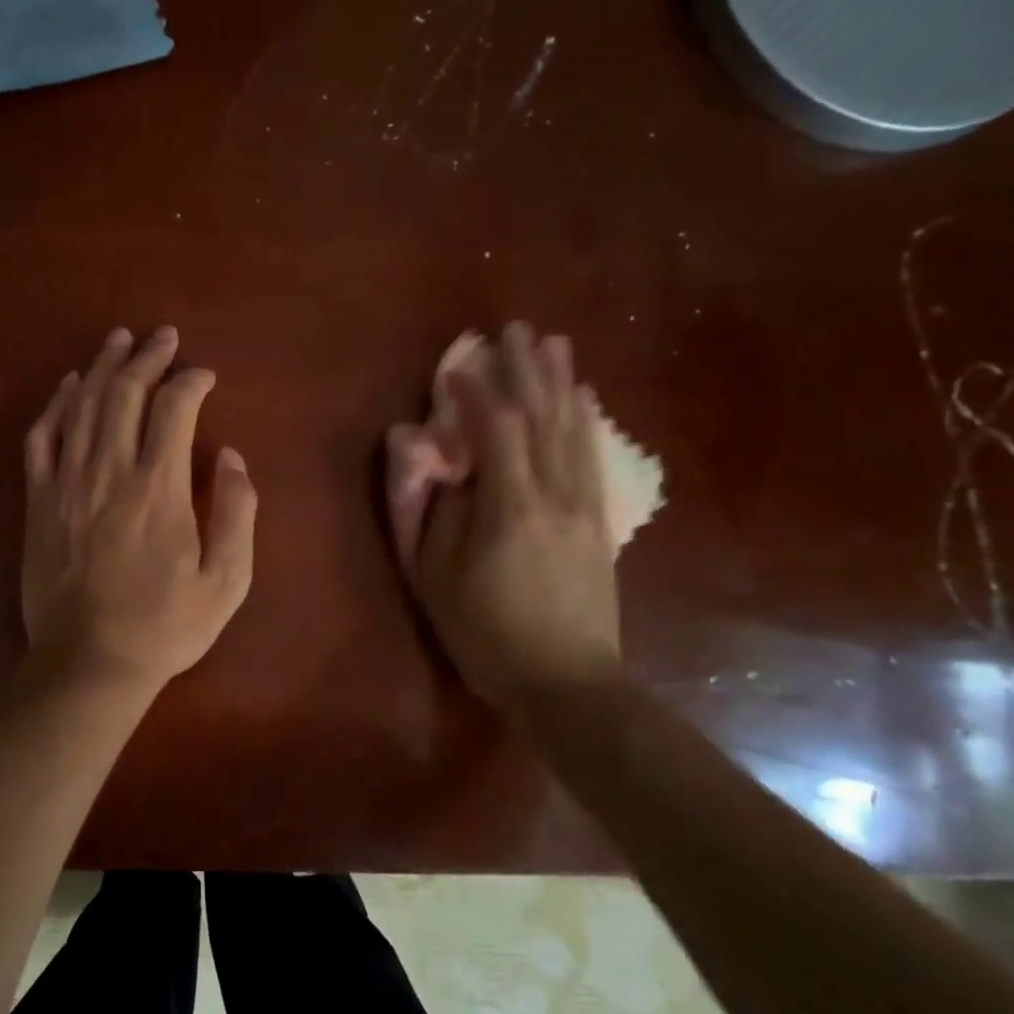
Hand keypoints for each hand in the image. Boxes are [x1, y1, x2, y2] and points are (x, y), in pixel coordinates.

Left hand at [22, 327, 256, 690]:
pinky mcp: (39, 501)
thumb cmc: (164, 627)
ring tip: (119, 340)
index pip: (174, 408)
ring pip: (83, 405)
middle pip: (124, 393)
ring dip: (103, 366)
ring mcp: (67, 483)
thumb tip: (231, 457)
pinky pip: (42, 437)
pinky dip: (56, 404)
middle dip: (146, 357)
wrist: (89, 662)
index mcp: (159, 489)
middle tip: (163, 337)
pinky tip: (69, 384)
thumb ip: (237, 513)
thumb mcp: (226, 581)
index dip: (191, 381)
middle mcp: (110, 472)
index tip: (205, 376)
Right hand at [390, 323, 620, 712]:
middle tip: (514, 330)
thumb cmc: (484, 632)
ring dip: (562, 382)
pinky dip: (584, 419)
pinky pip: (591, 455)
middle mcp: (555, 493)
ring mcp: (584, 505)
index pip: (496, 429)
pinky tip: (583, 399)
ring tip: (554, 344)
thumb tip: (415, 450)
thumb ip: (424, 508)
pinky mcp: (598, 520)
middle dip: (527, 370)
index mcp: (509, 506)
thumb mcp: (433, 577)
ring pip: (574, 429)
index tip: (455, 368)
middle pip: (544, 416)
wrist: (568, 683)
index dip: (475, 392)